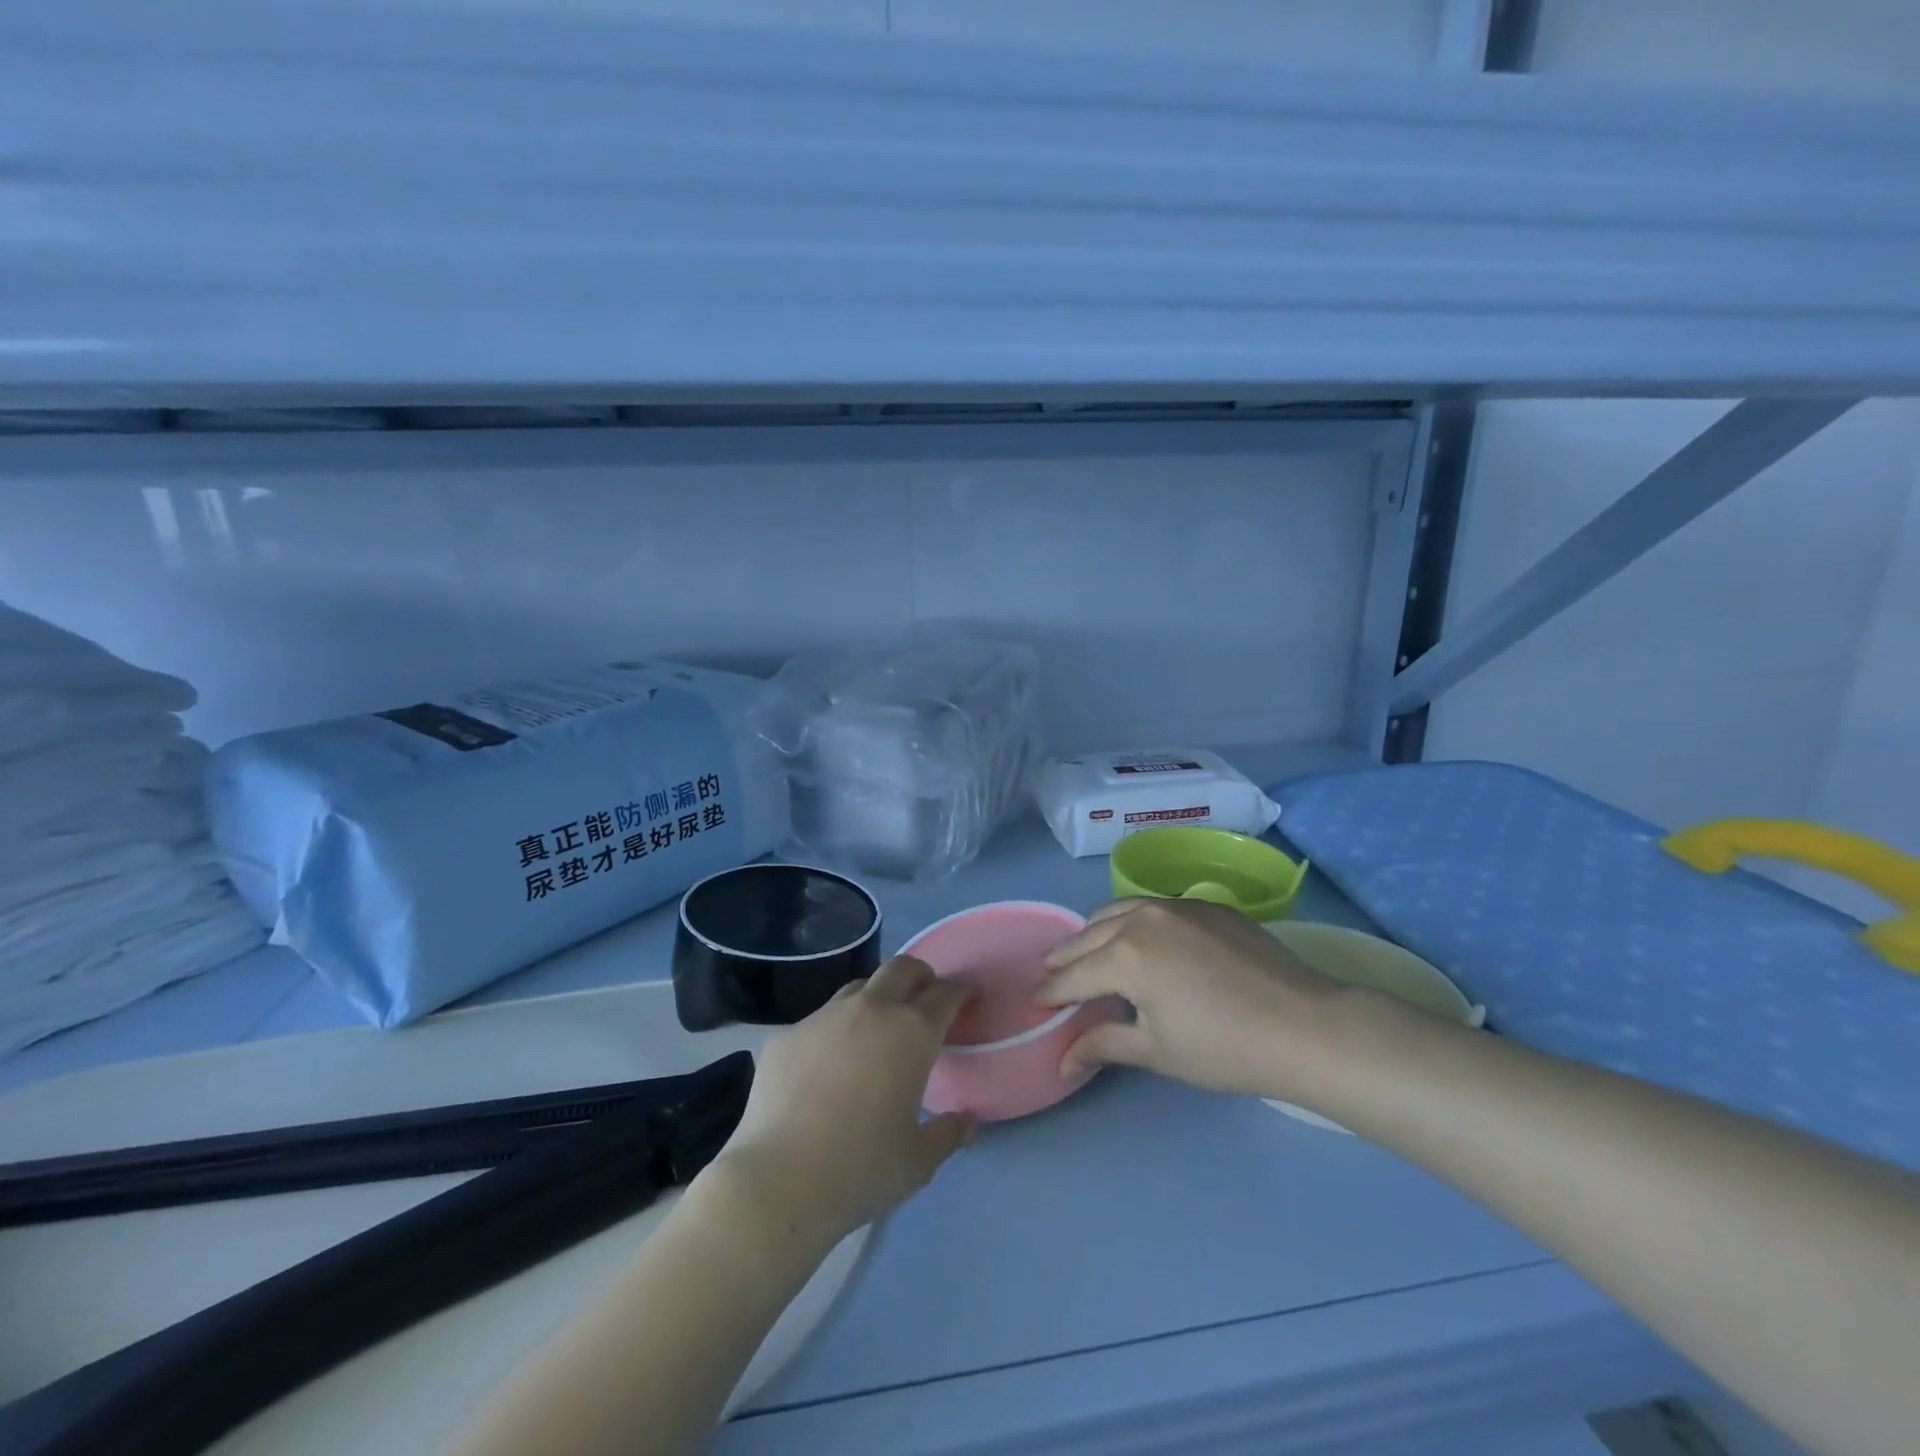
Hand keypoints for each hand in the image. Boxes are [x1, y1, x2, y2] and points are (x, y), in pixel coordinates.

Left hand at [709, 956, 974, 1243]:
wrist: (780, 1180)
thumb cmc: (862, 1169)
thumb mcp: (919, 1161)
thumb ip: (948, 1134)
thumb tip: (966, 1122)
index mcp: (912, 1033)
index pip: (945, 994)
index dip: (960, 991)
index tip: (967, 996)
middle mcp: (871, 1010)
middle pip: (901, 968)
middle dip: (919, 975)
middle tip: (924, 996)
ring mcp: (824, 1017)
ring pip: (858, 987)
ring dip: (876, 997)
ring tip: (875, 1027)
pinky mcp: (787, 1034)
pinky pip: (819, 1021)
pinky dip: (834, 1032)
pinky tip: (827, 1065)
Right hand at [1034, 899, 1352, 1103]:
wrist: (1304, 1025)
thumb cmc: (1224, 1047)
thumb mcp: (1156, 1051)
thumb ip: (1103, 1046)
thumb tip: (1062, 1062)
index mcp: (1124, 956)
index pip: (1073, 976)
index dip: (1050, 992)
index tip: (1034, 1002)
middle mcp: (1141, 919)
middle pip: (1088, 935)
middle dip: (1064, 957)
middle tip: (1050, 973)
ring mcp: (1176, 906)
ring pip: (1118, 910)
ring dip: (1095, 931)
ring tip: (1086, 949)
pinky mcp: (1205, 905)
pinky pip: (1153, 907)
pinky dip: (1131, 921)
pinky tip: (1139, 939)